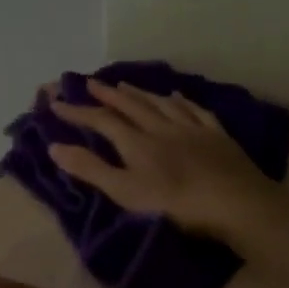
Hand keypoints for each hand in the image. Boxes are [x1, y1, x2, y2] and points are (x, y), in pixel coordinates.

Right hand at [47, 78, 278, 238]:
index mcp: (137, 143)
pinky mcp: (217, 136)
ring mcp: (192, 129)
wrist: (235, 203)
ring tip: (125, 84)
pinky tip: (177, 95)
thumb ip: (91, 169)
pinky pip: (195, 110)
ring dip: (140, 93)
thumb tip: (54, 146)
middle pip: (131, 105)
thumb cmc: (176, 205)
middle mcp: (161, 128)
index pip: (101, 121)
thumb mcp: (126, 192)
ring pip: (160, 103)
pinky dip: (181, 101)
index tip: (56, 102)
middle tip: (90, 83)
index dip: (78, 111)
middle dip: (108, 94)